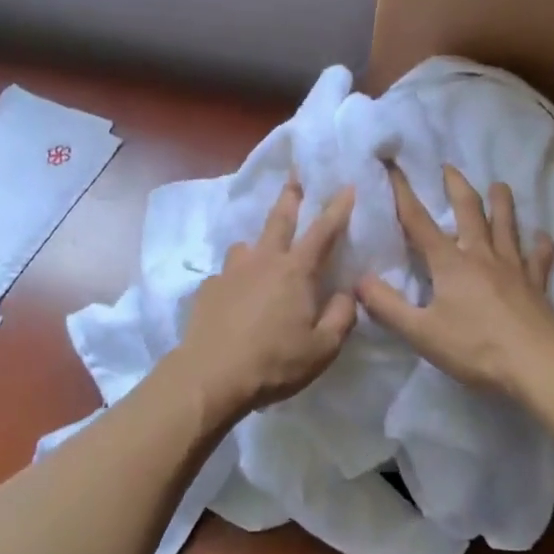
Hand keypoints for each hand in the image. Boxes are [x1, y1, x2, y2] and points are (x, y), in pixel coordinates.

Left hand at [170, 181, 357, 425]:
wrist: (210, 375)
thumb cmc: (274, 361)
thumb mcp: (323, 348)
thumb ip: (340, 317)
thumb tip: (345, 293)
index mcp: (295, 272)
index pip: (323, 231)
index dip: (337, 208)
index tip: (346, 186)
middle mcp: (263, 261)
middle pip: (279, 220)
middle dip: (290, 197)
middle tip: (293, 178)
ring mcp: (231, 272)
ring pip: (246, 245)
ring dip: (257, 243)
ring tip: (260, 253)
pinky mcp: (208, 289)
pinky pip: (227, 274)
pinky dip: (236, 279)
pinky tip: (235, 297)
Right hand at [357, 164, 553, 399]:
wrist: (537, 364)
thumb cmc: (475, 348)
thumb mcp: (420, 332)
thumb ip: (387, 306)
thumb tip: (358, 280)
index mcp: (449, 263)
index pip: (419, 221)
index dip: (403, 193)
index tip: (394, 167)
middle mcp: (481, 254)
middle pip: (469, 210)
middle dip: (456, 186)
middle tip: (449, 166)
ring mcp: (513, 266)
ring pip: (506, 225)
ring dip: (502, 202)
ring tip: (499, 185)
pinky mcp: (537, 283)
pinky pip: (539, 258)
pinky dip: (540, 245)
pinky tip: (542, 238)